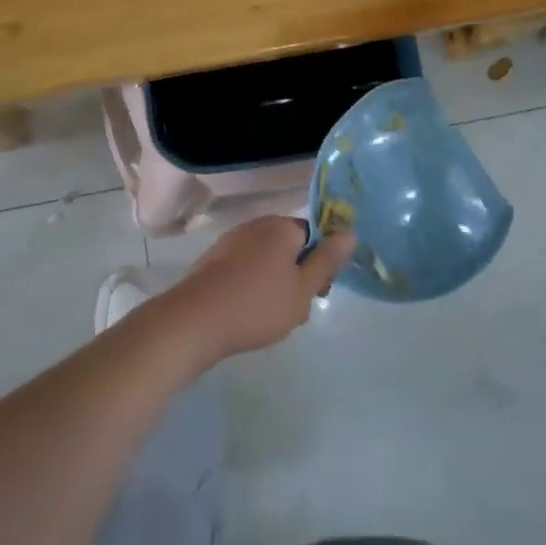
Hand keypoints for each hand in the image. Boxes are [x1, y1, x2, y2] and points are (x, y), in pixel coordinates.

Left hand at [163, 216, 355, 363]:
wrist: (195, 320)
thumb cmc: (257, 304)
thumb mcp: (303, 289)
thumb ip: (327, 261)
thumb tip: (349, 232)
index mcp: (282, 226)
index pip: (312, 235)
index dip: (319, 263)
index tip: (317, 293)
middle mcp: (256, 224)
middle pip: (288, 246)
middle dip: (296, 275)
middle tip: (294, 309)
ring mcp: (231, 240)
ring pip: (265, 259)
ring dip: (273, 283)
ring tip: (269, 317)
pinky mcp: (213, 260)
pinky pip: (243, 268)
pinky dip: (249, 286)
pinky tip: (245, 313)